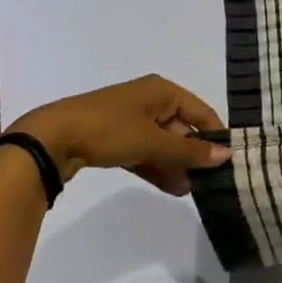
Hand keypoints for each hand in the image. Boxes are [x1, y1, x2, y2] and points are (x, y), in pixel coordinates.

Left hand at [7, 76, 229, 195]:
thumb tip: (226, 155)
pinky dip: (157, 167)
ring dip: (176, 165)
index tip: (229, 162)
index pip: (201, 111)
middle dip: (193, 155)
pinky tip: (172, 187)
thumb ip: (189, 150)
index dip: (215, 135)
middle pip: (182, 128)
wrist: (52, 139)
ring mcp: (131, 120)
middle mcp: (150, 101)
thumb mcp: (153, 141)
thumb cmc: (109, 130)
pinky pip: (146, 152)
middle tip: (209, 182)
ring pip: (163, 143)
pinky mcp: (116, 139)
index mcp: (162, 91)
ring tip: (191, 191)